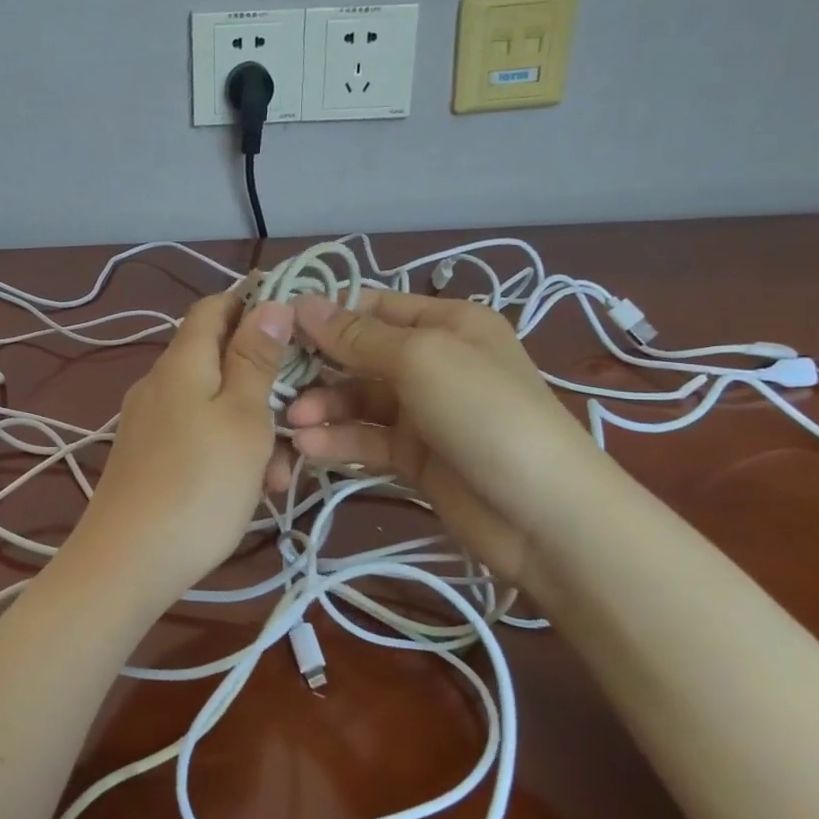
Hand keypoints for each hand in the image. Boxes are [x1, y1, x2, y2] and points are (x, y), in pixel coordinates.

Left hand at [70, 290, 292, 601]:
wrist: (128, 563)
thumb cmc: (199, 486)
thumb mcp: (243, 419)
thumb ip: (255, 360)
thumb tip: (269, 304)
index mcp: (182, 363)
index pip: (215, 307)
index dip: (254, 303)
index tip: (299, 326)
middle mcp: (160, 383)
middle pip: (220, 361)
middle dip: (266, 386)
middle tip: (301, 422)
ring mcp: (150, 423)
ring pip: (215, 407)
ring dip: (254, 430)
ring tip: (280, 476)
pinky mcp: (148, 458)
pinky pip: (197, 437)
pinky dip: (229, 453)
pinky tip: (251, 490)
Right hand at [275, 291, 605, 590]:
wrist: (544, 516)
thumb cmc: (485, 415)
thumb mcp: (422, 361)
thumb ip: (358, 336)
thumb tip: (302, 303)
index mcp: (446, 323)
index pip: (373, 307)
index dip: (325, 313)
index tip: (275, 327)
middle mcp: (433, 361)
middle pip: (359, 355)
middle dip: (318, 367)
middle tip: (275, 383)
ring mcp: (423, 412)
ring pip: (357, 400)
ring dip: (323, 408)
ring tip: (293, 424)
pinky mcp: (414, 456)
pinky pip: (367, 439)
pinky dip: (339, 440)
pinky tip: (310, 448)